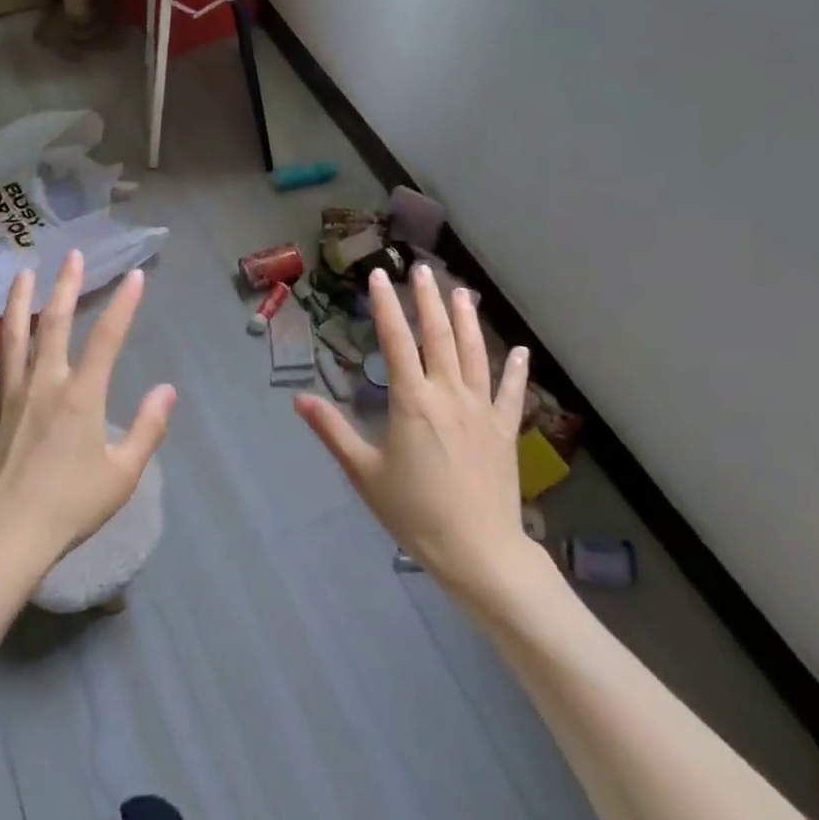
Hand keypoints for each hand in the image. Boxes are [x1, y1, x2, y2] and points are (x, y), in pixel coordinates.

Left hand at [0, 251, 174, 576]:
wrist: (3, 541)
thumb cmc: (69, 508)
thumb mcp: (123, 475)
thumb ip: (148, 429)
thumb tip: (167, 390)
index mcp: (81, 397)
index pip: (108, 338)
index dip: (123, 304)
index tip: (134, 276)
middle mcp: (43, 385)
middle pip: (53, 325)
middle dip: (65, 287)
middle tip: (71, 255)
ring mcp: (6, 398)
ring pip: (11, 339)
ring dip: (17, 303)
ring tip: (23, 273)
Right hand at [295, 266, 532, 597]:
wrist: (477, 550)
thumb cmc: (414, 512)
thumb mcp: (364, 473)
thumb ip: (333, 431)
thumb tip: (299, 399)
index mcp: (413, 401)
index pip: (396, 341)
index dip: (386, 305)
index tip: (379, 276)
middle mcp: (449, 394)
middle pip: (439, 335)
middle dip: (429, 299)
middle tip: (423, 269)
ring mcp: (482, 409)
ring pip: (475, 353)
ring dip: (467, 320)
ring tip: (463, 292)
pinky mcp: (505, 429)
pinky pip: (511, 392)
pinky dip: (515, 370)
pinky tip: (519, 350)